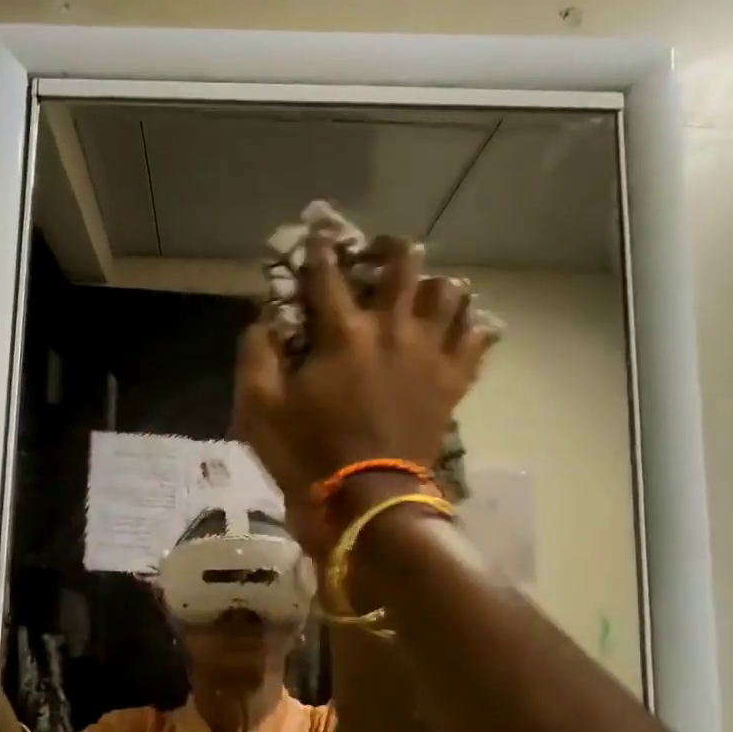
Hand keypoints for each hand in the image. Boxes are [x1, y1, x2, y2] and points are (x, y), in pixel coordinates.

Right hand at [235, 234, 491, 541]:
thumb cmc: (308, 452)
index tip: (319, 232)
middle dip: (393, 249)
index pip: (328, 275)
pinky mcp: (451, 383)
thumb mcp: (259, 407)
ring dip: (437, 285)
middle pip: (404, 267)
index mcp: (342, 333)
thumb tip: (265, 320)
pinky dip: (473, 328)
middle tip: (386, 249)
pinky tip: (465, 327)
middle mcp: (392, 330)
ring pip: (450, 295)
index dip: (320, 249)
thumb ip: (257, 354)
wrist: (369, 499)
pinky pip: (476, 342)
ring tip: (429, 290)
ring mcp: (428, 355)